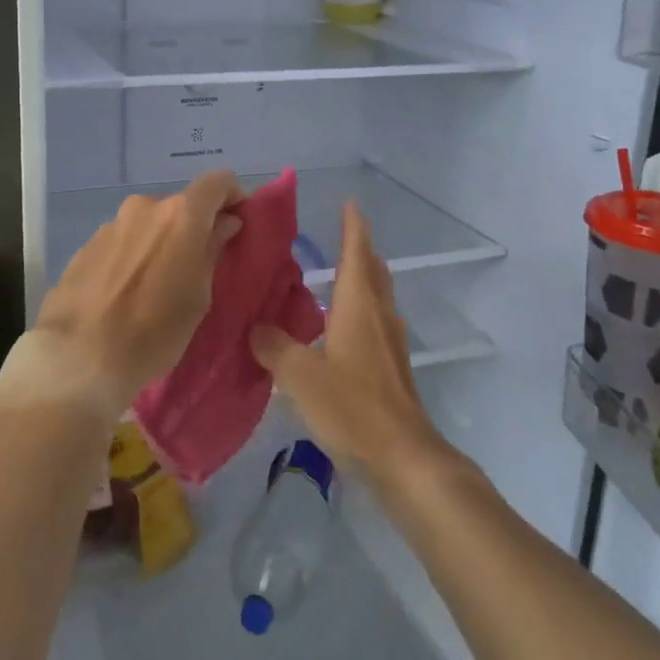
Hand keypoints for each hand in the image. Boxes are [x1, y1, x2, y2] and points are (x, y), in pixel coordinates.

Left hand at [22, 170, 244, 421]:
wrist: (78, 357)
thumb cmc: (154, 332)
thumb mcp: (198, 297)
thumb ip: (212, 250)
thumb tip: (224, 223)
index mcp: (180, 215)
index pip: (218, 182)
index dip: (233, 196)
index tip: (237, 221)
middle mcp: (144, 208)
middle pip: (180, 207)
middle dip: (193, 228)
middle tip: (197, 265)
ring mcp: (111, 225)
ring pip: (148, 225)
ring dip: (160, 243)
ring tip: (157, 284)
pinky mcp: (86, 246)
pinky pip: (123, 242)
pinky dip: (133, 256)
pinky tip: (126, 292)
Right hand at [249, 201, 452, 481]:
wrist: (403, 456)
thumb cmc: (352, 407)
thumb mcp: (300, 375)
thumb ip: (274, 347)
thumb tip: (256, 328)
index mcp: (358, 306)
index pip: (356, 253)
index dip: (353, 227)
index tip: (349, 203)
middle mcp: (378, 316)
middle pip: (373, 271)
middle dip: (360, 249)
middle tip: (342, 234)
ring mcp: (390, 343)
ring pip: (378, 297)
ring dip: (364, 278)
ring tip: (341, 274)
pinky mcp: (392, 368)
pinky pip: (377, 322)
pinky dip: (362, 309)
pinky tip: (344, 327)